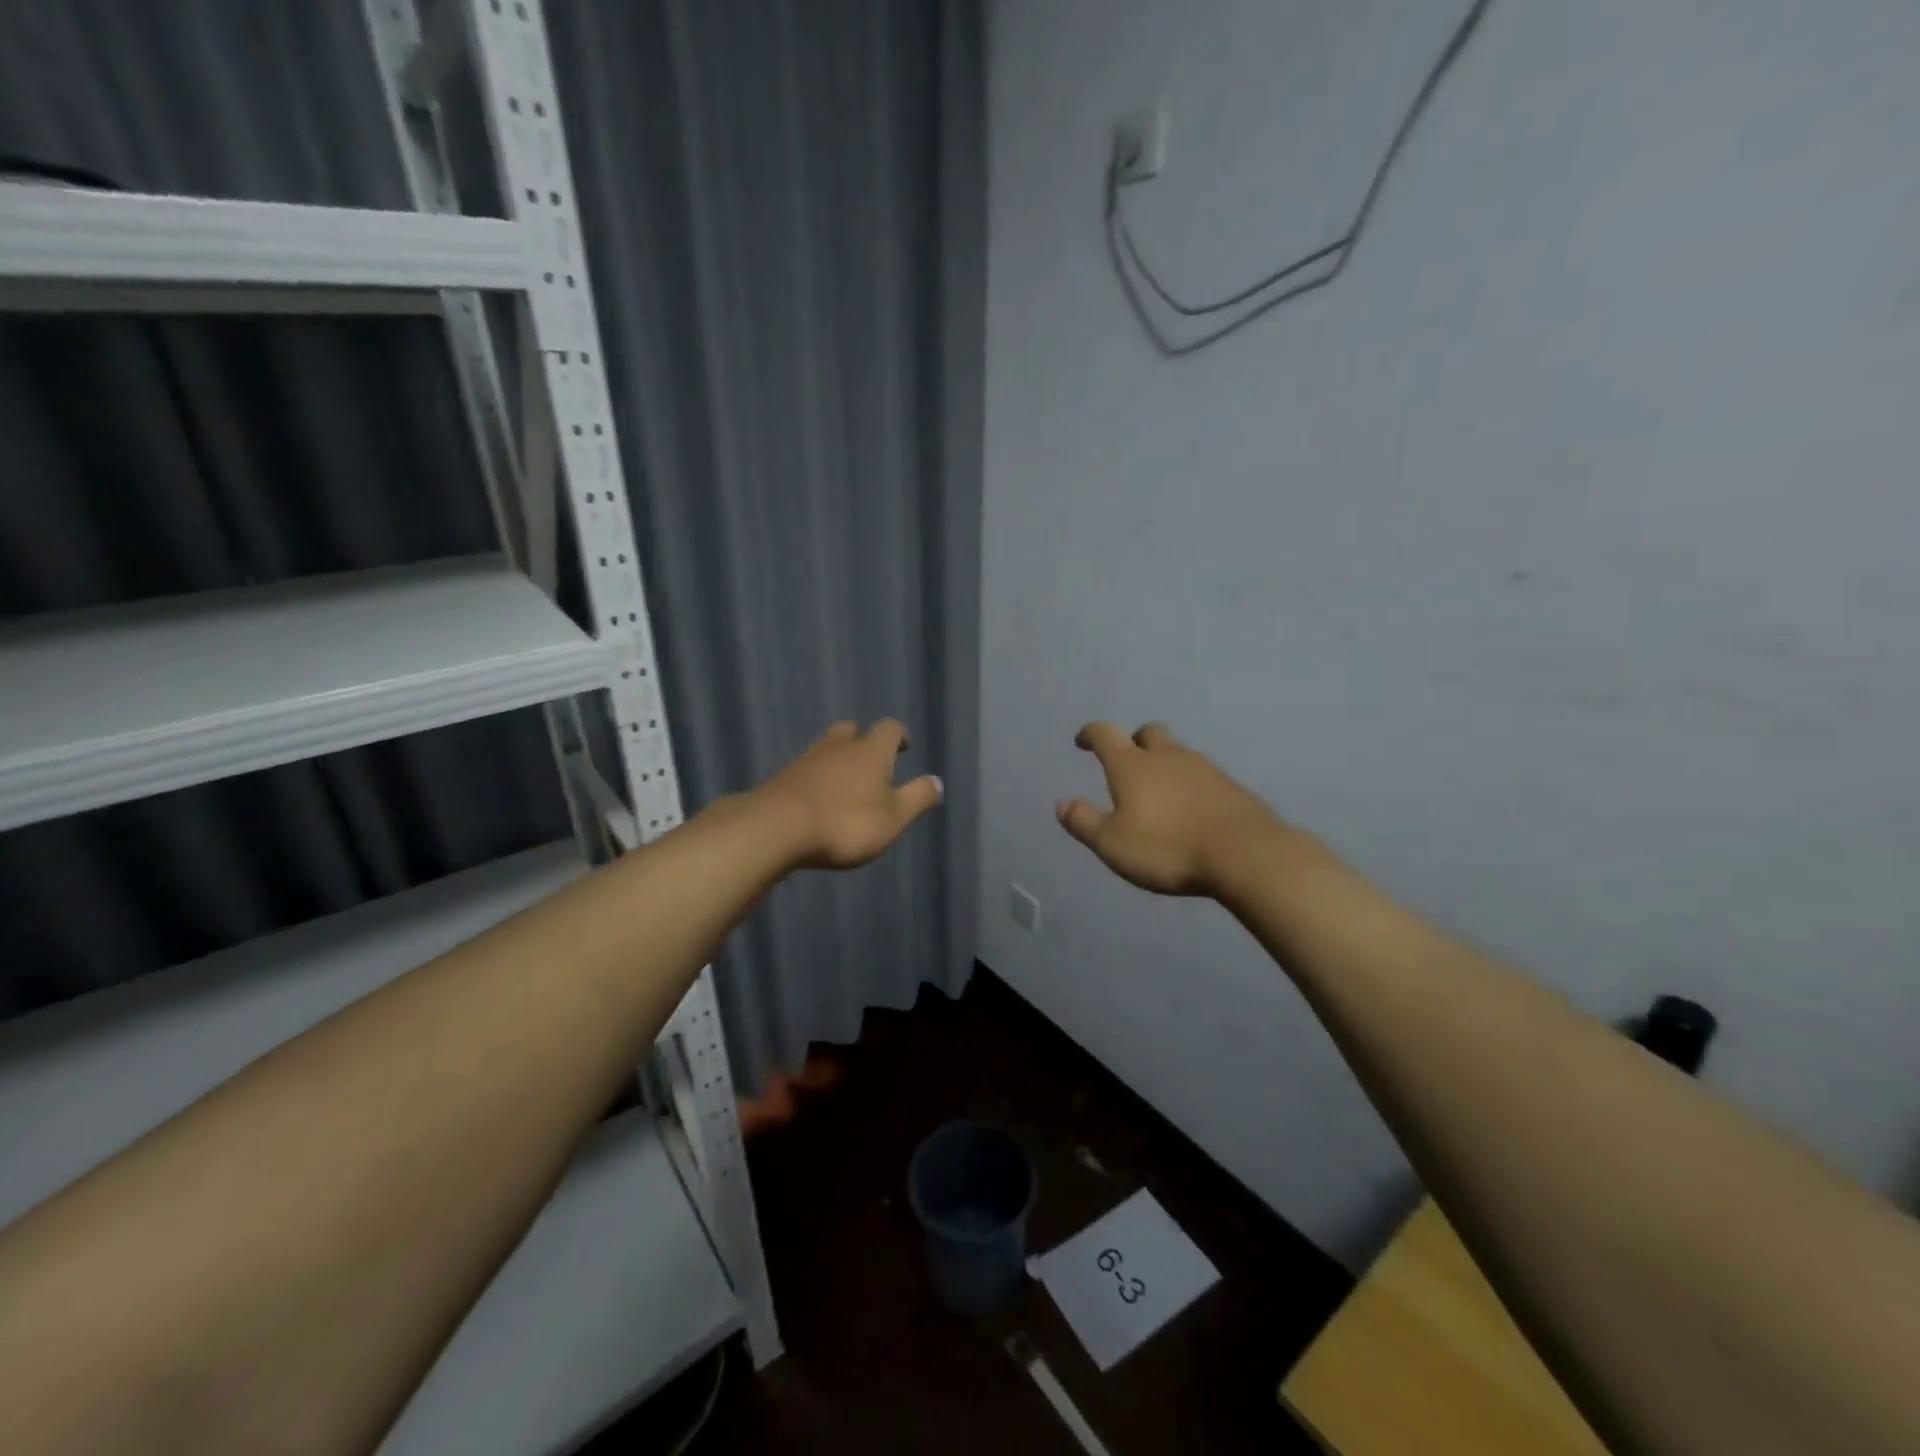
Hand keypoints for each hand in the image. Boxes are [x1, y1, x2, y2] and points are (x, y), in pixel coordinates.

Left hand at [757, 720, 943, 869]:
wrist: (776, 828)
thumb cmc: (846, 823)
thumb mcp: (894, 818)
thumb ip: (917, 798)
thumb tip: (937, 781)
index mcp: (871, 751)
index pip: (889, 728)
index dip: (898, 735)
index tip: (903, 747)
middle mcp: (838, 747)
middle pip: (852, 730)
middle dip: (863, 741)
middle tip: (871, 760)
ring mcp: (806, 760)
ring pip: (826, 749)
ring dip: (837, 761)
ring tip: (844, 785)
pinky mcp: (781, 778)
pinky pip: (805, 771)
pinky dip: (815, 780)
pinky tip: (816, 800)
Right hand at [1057, 721, 1283, 896]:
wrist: (1245, 854)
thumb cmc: (1167, 847)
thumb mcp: (1112, 844)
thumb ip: (1084, 822)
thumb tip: (1062, 804)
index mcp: (1132, 766)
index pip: (1106, 735)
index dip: (1091, 734)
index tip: (1082, 740)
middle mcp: (1167, 758)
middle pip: (1148, 733)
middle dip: (1134, 740)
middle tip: (1127, 760)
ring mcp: (1204, 769)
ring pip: (1178, 754)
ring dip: (1164, 764)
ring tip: (1159, 792)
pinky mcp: (1231, 788)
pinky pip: (1202, 776)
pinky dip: (1189, 785)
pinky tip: (1190, 809)